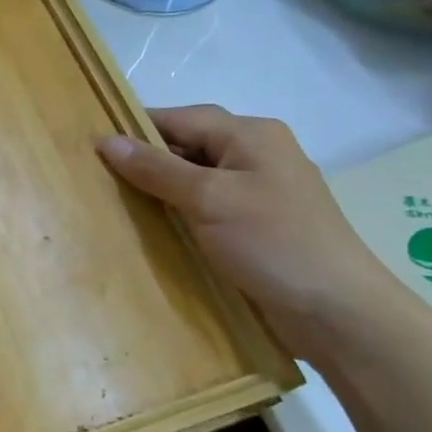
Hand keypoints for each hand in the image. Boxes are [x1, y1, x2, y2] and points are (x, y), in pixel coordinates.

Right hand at [98, 106, 398, 357]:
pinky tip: (155, 230)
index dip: (136, 130)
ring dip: (162, 191)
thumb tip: (106, 140)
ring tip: (117, 204)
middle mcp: (258, 155)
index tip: (92, 147)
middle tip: (98, 179)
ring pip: (197, 179)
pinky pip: (209, 208)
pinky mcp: (259, 226)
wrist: (338, 313)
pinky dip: (181, 213)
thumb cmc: (272, 242)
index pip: (181, 118)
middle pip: (189, 146)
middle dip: (147, 161)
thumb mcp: (208, 199)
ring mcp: (260, 192)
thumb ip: (156, 168)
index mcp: (251, 135)